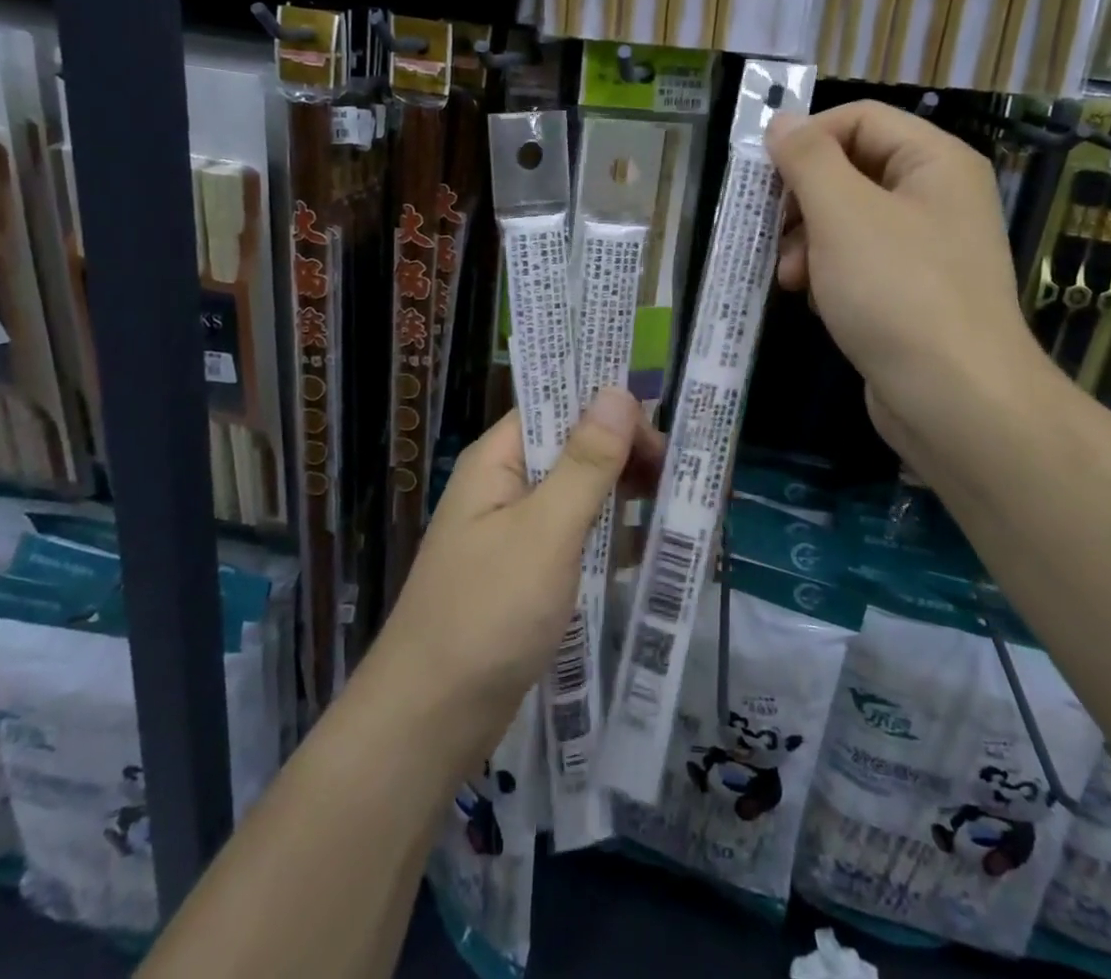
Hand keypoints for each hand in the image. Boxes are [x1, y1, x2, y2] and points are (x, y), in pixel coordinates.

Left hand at [367, 389, 662, 768]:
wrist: (430, 721)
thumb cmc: (488, 613)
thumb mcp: (546, 530)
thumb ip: (586, 462)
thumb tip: (617, 390)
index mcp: (499, 460)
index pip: (558, 406)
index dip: (608, 410)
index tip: (660, 433)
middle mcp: (505, 486)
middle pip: (573, 449)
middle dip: (625, 455)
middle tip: (678, 475)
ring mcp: (516, 533)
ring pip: (580, 495)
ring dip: (624, 496)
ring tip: (680, 504)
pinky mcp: (528, 574)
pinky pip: (577, 538)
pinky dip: (612, 538)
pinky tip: (653, 549)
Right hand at [765, 103, 1054, 469]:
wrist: (955, 399)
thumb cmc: (897, 291)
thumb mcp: (842, 213)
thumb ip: (807, 159)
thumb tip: (781, 120)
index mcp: (934, 161)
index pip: (860, 118)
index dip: (807, 137)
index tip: (763, 174)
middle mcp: (936, 196)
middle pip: (851, 168)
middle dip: (802, 198)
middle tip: (770, 229)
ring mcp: (927, 248)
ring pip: (849, 219)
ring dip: (807, 239)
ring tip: (786, 275)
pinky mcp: (912, 292)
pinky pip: (859, 261)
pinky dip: (827, 271)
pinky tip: (809, 298)